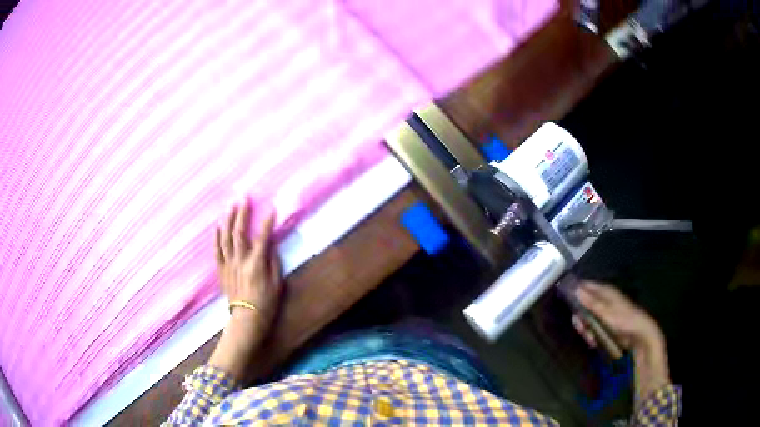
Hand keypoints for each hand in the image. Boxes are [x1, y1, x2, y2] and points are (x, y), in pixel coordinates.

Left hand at [208, 200, 282, 379]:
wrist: (247, 317)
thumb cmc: (267, 302)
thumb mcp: (277, 283)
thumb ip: (273, 261)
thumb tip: (269, 244)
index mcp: (257, 263)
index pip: (263, 237)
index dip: (267, 221)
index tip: (271, 207)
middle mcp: (241, 260)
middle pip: (240, 232)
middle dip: (242, 213)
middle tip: (244, 198)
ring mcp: (229, 264)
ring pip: (226, 237)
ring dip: (228, 220)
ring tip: (230, 205)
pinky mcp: (221, 269)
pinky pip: (217, 250)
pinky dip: (216, 236)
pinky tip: (218, 225)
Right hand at [573, 281, 669, 403]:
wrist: (639, 335)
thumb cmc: (624, 320)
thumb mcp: (606, 312)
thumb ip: (591, 302)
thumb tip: (576, 289)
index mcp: (606, 292)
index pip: (589, 286)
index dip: (578, 290)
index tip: (567, 296)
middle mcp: (606, 301)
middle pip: (586, 304)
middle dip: (581, 315)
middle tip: (579, 325)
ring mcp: (607, 314)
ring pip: (589, 319)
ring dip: (586, 328)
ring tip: (590, 337)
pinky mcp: (608, 326)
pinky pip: (595, 328)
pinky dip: (592, 334)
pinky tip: (594, 341)